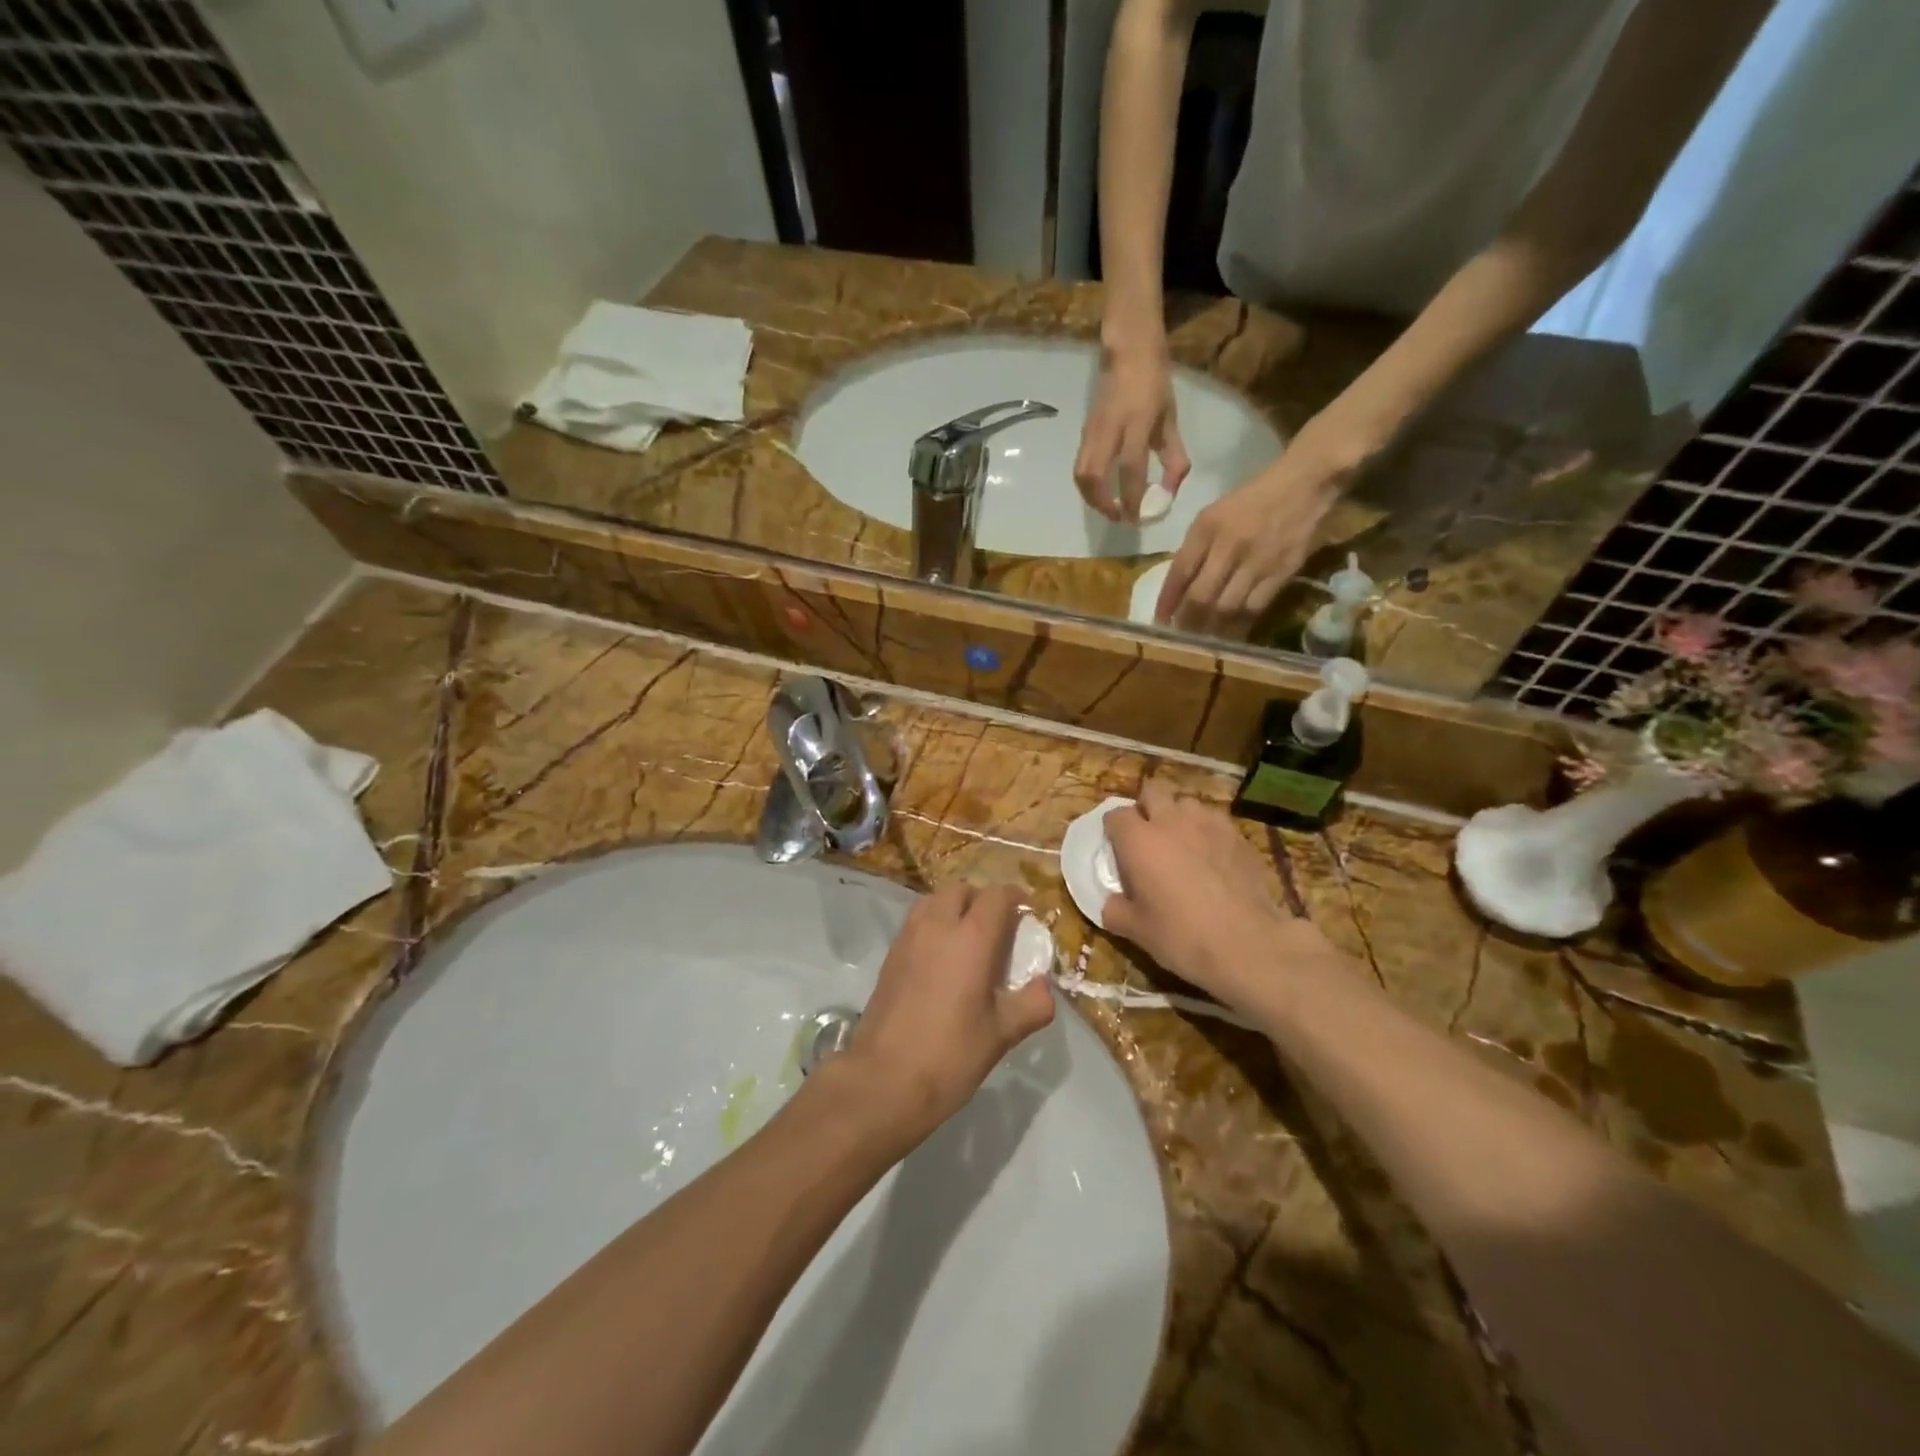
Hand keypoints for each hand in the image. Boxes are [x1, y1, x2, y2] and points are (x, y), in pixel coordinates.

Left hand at [840, 882, 1055, 1144]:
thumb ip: (1032, 1004)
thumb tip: (1044, 986)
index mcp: (971, 938)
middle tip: (999, 928)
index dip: (1015, 898)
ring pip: (934, 900)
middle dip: (983, 899)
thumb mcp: (1002, 1034)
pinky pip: (917, 921)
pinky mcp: (890, 955)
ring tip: (969, 939)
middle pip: (962, 889)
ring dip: (955, 907)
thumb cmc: (950, 1055)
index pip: (996, 896)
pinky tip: (942, 959)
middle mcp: (937, 926)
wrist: (884, 1080)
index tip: (1028, 914)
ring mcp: (909, 938)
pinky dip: (933, 924)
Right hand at [1074, 341, 1191, 522]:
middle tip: (1120, 517)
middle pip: (1093, 476)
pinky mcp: (1083, 434)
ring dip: (1092, 499)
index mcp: (1135, 422)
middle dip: (1104, 504)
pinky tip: (1102, 493)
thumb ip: (1173, 456)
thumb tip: (1171, 491)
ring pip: (1081, 475)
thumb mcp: (1170, 419)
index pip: (1130, 468)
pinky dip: (1088, 487)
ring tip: (1109, 509)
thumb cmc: (1154, 384)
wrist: (1127, 352)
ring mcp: (1092, 431)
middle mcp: (1109, 429)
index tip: (1137, 519)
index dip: (1132, 498)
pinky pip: (1080, 467)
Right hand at [1101, 782, 1340, 1015]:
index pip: (1116, 815)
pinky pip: (1215, 820)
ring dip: (1178, 816)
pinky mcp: (1238, 835)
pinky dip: (1207, 830)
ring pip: (1186, 803)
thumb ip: (1114, 909)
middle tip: (1148, 838)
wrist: (1248, 945)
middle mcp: (1171, 822)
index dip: (1113, 830)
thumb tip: (1110, 902)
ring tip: (1182, 843)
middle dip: (1146, 808)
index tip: (1116, 849)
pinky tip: (1211, 855)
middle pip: (1153, 792)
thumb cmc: (1182, 937)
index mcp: (1139, 841)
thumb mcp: (1136, 931)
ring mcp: (1208, 824)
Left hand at [1155, 426, 1362, 632]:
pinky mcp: (1281, 573)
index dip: (1167, 600)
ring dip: (1210, 629)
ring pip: (1226, 608)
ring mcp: (1257, 561)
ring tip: (1201, 640)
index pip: (1179, 571)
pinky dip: (1238, 626)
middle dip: (1186, 621)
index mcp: (1207, 527)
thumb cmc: (1252, 499)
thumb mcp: (1214, 514)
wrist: (1304, 484)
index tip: (1159, 620)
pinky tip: (1229, 635)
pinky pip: (1254, 609)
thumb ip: (1195, 548)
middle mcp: (1229, 545)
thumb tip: (1178, 588)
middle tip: (1179, 636)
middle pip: (1201, 596)